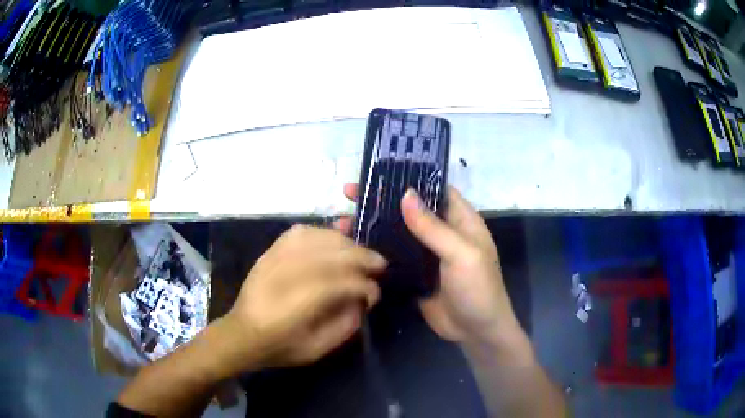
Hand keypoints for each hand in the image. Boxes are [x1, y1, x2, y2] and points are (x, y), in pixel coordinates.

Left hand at [223, 225, 385, 370]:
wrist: (242, 333)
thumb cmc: (281, 346)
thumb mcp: (318, 348)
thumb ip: (346, 324)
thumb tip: (362, 299)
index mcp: (298, 304)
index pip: (343, 282)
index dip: (365, 285)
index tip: (375, 294)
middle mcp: (287, 274)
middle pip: (334, 254)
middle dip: (363, 257)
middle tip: (379, 266)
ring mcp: (276, 258)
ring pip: (320, 238)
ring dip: (346, 243)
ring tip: (360, 253)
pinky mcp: (270, 251)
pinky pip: (300, 232)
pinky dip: (322, 233)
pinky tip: (333, 241)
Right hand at [338, 184, 522, 346]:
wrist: (475, 332)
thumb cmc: (478, 288)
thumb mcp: (462, 255)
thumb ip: (434, 228)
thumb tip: (406, 195)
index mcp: (459, 220)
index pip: (433, 189)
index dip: (409, 178)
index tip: (379, 171)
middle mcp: (441, 232)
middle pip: (409, 209)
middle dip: (381, 200)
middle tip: (349, 193)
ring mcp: (426, 254)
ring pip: (396, 232)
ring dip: (372, 226)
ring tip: (341, 220)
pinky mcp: (413, 273)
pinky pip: (392, 257)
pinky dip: (374, 250)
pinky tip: (351, 246)